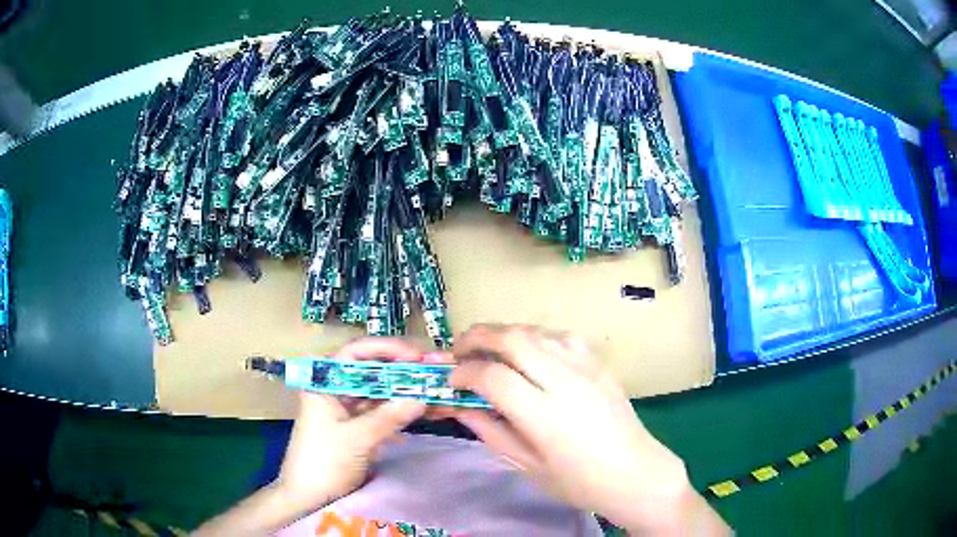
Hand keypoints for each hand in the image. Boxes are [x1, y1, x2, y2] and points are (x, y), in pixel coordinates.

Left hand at [273, 337, 427, 511]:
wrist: (309, 496)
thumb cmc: (324, 461)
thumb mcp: (357, 438)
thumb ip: (390, 417)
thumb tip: (423, 397)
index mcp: (324, 382)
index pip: (356, 352)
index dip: (387, 349)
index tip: (416, 356)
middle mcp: (335, 390)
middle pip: (370, 371)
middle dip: (400, 370)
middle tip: (431, 371)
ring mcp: (346, 409)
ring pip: (378, 392)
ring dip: (403, 392)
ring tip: (432, 390)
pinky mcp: (356, 427)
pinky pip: (381, 412)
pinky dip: (399, 412)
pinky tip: (422, 412)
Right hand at [448, 324, 724, 534]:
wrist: (635, 472)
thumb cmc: (579, 481)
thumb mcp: (527, 465)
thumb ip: (491, 431)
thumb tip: (459, 405)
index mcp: (544, 415)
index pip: (492, 376)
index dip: (463, 373)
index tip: (452, 381)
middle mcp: (564, 381)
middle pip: (512, 338)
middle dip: (477, 337)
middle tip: (460, 350)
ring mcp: (585, 366)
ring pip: (534, 330)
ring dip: (504, 332)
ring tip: (488, 348)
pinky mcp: (599, 362)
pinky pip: (559, 335)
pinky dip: (534, 336)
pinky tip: (528, 351)